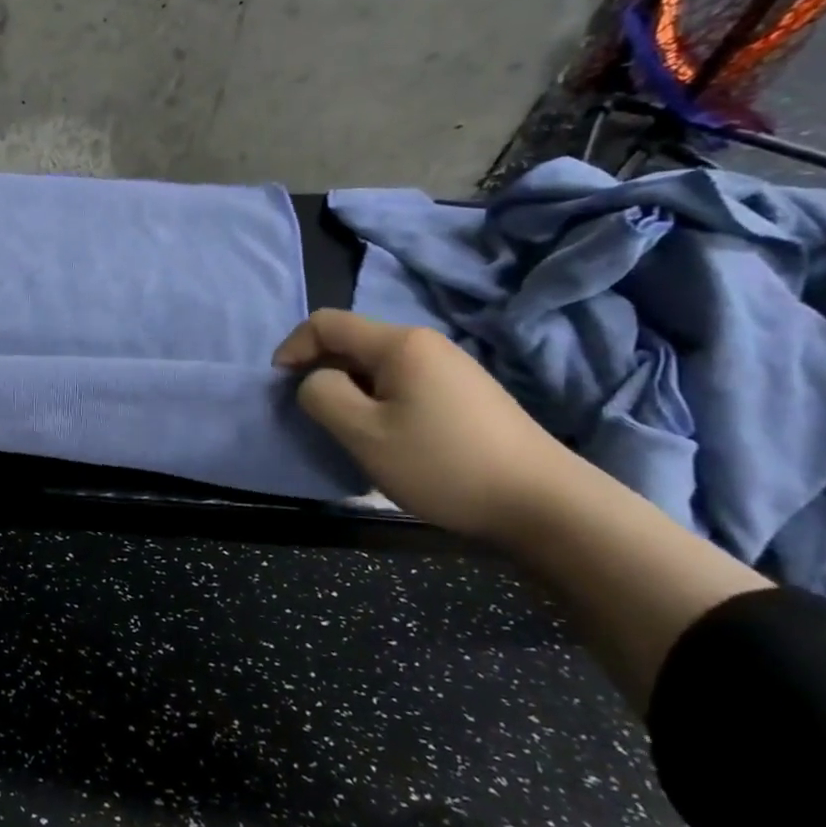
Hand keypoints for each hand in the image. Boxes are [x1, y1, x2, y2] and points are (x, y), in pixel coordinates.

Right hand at [276, 308, 584, 542]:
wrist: (544, 504)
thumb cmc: (443, 464)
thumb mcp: (363, 433)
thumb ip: (321, 395)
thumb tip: (315, 382)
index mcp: (399, 343)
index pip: (325, 322)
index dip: (292, 348)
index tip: (281, 387)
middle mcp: (426, 343)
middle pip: (352, 342)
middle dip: (321, 371)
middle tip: (315, 417)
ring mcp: (451, 368)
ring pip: (376, 365)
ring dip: (350, 390)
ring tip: (350, 432)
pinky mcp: (466, 394)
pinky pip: (403, 383)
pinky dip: (379, 401)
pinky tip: (390, 438)